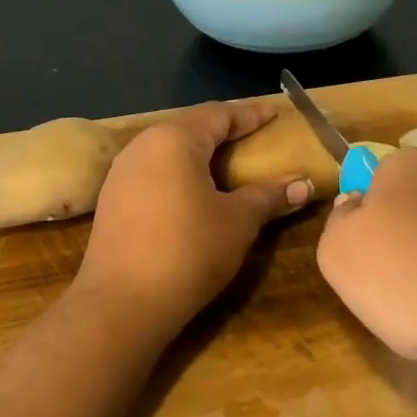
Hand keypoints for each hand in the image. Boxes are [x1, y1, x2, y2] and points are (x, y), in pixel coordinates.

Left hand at [74, 102, 310, 334]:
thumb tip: (303, 185)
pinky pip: (154, 175)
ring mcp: (121, 175)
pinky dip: (179, 176)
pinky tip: (194, 195)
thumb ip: (269, 196)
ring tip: (227, 166)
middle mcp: (142, 147)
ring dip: (199, 156)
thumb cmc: (188, 251)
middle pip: (190, 129)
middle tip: (254, 137)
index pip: (218, 115)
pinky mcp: (112, 203)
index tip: (274, 113)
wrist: (121, 304)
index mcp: (173, 140)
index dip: (250, 115)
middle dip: (223, 132)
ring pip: (168, 153)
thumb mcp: (238, 222)